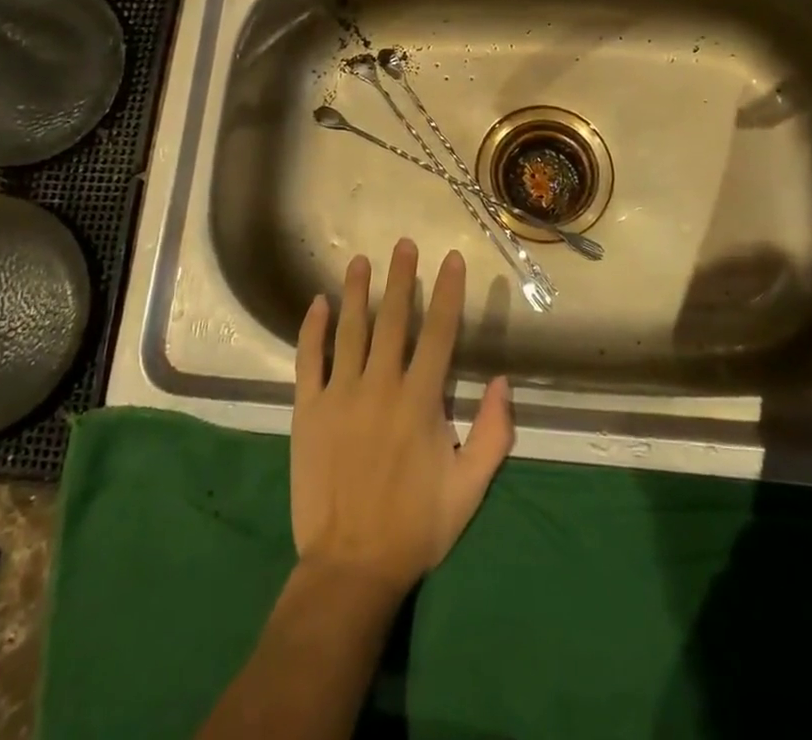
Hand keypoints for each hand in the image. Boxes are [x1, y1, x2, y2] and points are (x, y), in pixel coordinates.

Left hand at [290, 240, 513, 599]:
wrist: (350, 565)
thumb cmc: (415, 526)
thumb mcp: (469, 488)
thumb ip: (493, 434)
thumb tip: (504, 382)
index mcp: (420, 401)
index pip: (440, 333)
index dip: (448, 293)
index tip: (451, 259)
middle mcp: (380, 386)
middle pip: (393, 319)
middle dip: (400, 278)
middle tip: (403, 244)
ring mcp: (339, 395)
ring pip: (349, 330)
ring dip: (356, 292)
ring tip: (360, 260)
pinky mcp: (307, 409)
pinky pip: (308, 359)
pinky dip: (312, 329)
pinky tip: (317, 303)